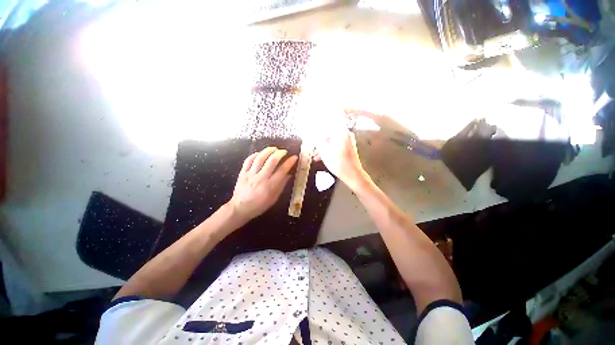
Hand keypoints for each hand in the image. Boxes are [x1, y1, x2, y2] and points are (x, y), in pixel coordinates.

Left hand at [229, 147, 297, 220]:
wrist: (240, 208)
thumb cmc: (260, 205)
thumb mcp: (274, 198)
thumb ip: (281, 185)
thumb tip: (288, 174)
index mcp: (270, 185)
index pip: (282, 170)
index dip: (289, 162)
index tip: (294, 157)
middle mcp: (261, 178)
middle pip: (271, 161)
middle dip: (279, 153)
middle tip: (284, 151)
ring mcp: (251, 174)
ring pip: (260, 158)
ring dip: (268, 151)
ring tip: (274, 148)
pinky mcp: (243, 173)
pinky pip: (248, 160)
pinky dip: (255, 155)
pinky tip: (260, 153)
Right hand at [313, 113, 367, 190]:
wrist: (353, 175)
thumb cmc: (338, 162)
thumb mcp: (324, 151)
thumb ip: (318, 139)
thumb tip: (313, 130)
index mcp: (341, 132)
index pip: (333, 116)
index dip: (326, 111)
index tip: (321, 107)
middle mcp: (345, 134)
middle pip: (330, 130)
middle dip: (320, 136)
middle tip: (312, 138)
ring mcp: (347, 142)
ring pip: (332, 140)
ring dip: (323, 146)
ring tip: (314, 155)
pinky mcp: (347, 148)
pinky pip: (335, 145)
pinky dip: (328, 150)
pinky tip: (320, 158)